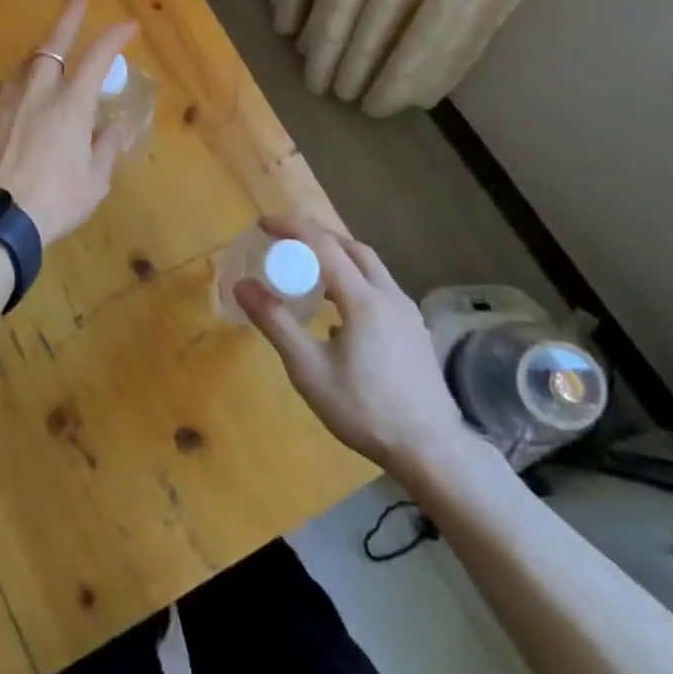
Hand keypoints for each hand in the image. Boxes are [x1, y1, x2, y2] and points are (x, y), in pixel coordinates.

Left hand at [0, 0, 139, 243]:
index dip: (115, 36)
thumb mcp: (94, 181)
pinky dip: (20, 87)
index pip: (98, 55)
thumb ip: (106, 148)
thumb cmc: (54, 200)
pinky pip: (5, 90)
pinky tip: (21, 99)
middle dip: (69, 17)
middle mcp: (37, 89)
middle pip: (54, 42)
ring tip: (51, 62)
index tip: (129, 25)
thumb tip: (115, 129)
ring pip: (26, 66)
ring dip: (43, 58)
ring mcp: (5, 99)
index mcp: (71, 101)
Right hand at [235, 216, 480, 480]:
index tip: (263, 224)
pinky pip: (380, 288)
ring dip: (338, 258)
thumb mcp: (309, 370)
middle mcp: (389, 295)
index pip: (323, 245)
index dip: (292, 228)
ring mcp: (407, 312)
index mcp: (363, 299)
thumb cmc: (364, 410)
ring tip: (308, 273)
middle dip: (317, 237)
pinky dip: (354, 280)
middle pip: (352, 248)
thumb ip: (276, 323)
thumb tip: (243, 284)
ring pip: (371, 267)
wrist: (430, 448)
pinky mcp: (415, 329)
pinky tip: (339, 311)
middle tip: (285, 245)